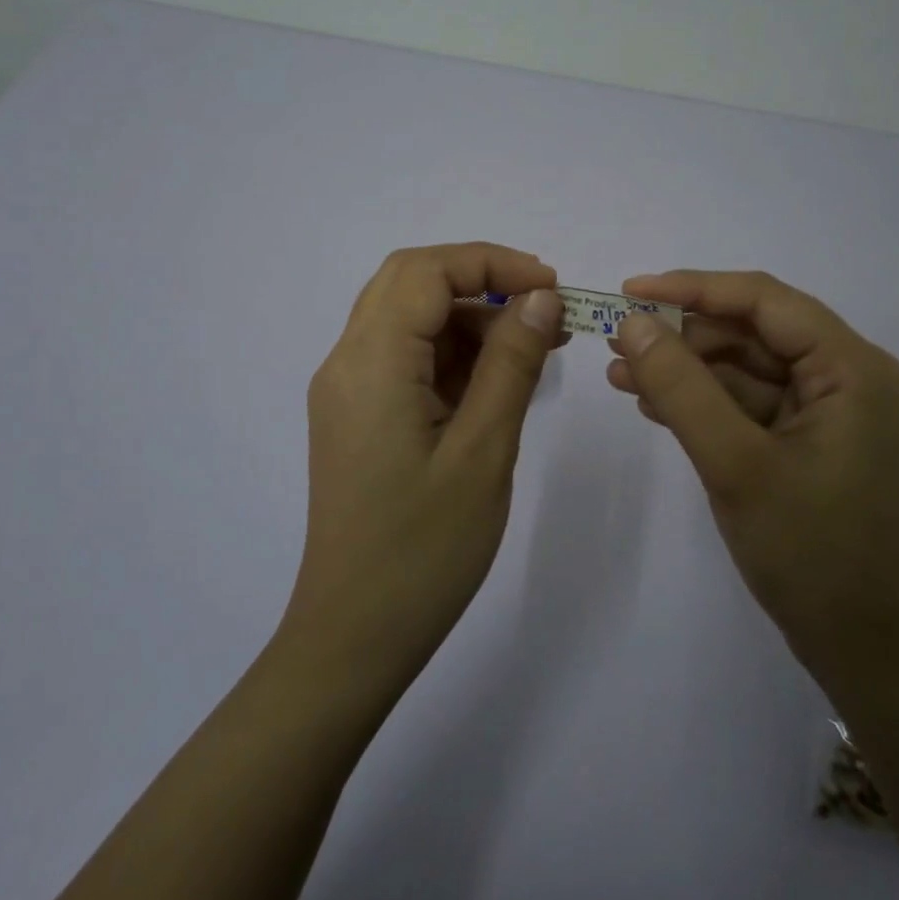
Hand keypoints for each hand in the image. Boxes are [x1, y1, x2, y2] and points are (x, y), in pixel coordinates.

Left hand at [288, 243, 566, 686]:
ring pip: (408, 319)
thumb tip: (541, 297)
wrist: (356, 636)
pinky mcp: (357, 416)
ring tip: (535, 347)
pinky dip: (452, 354)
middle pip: (409, 283)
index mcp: (370, 362)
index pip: (426, 271)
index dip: (491, 263)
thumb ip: (512, 363)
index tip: (551, 288)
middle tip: (542, 307)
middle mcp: (347, 362)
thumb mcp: (484, 450)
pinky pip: (404, 359)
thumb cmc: (424, 549)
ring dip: (469, 318)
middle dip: (479, 281)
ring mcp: (347, 391)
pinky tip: (498, 380)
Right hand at [606, 270, 898, 709]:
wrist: (868, 653)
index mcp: (849, 367)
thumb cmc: (812, 553)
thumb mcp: (736, 463)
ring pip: (742, 368)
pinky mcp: (804, 443)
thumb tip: (632, 322)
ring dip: (683, 370)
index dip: (692, 287)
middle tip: (616, 341)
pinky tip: (651, 404)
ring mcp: (824, 412)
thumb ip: (681, 388)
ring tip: (619, 375)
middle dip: (682, 335)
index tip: (628, 291)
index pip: (762, 300)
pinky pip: (745, 404)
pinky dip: (700, 402)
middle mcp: (843, 377)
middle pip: (751, 331)